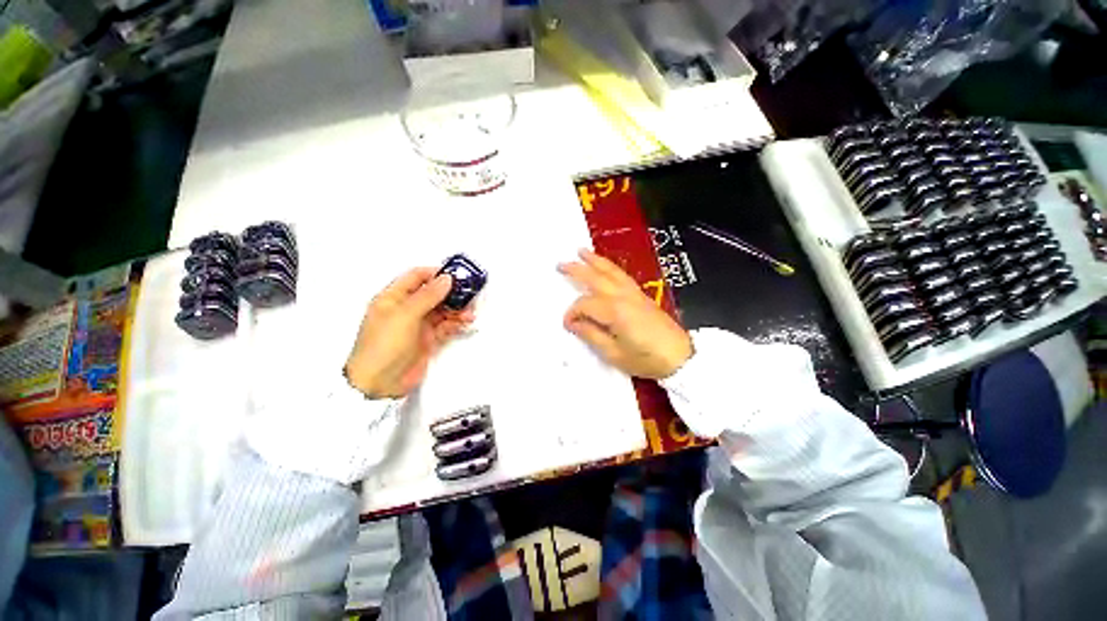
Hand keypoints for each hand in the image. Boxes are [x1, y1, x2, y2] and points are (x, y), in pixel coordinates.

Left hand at [345, 268, 474, 398]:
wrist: (379, 384)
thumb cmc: (384, 346)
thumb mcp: (405, 315)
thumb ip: (428, 296)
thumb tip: (446, 278)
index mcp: (393, 298)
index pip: (417, 277)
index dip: (436, 273)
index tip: (457, 274)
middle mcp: (406, 309)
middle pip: (433, 293)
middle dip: (452, 293)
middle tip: (470, 294)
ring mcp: (418, 325)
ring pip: (442, 310)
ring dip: (457, 309)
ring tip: (470, 313)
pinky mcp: (428, 339)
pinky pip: (446, 326)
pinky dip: (457, 323)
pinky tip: (466, 323)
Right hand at [559, 249, 691, 378]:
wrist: (679, 357)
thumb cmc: (646, 359)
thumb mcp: (614, 353)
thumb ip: (591, 335)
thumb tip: (573, 323)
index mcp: (614, 311)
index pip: (585, 305)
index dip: (573, 313)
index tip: (568, 325)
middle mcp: (623, 296)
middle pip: (596, 278)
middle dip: (577, 270)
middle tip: (560, 264)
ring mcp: (634, 293)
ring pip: (611, 271)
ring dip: (595, 260)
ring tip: (582, 251)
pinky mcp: (642, 295)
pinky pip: (622, 275)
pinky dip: (611, 267)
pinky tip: (605, 266)